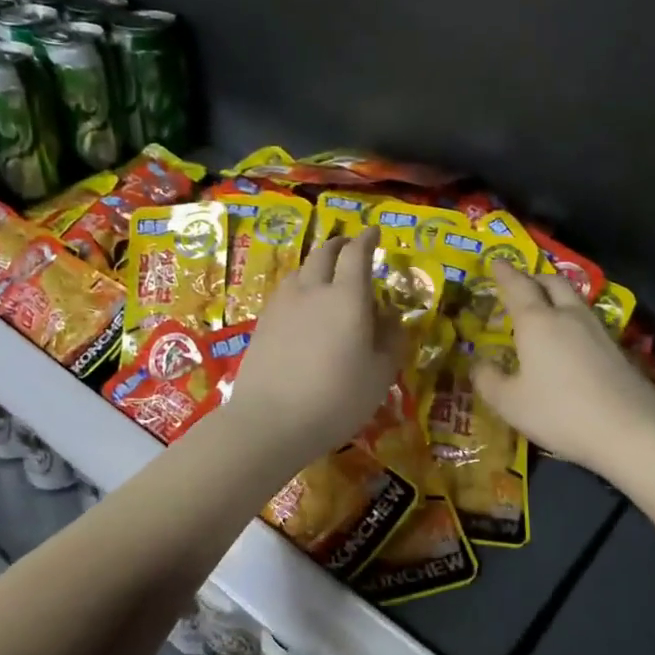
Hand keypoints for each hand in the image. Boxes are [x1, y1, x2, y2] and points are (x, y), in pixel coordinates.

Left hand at [227, 229, 406, 466]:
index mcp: (347, 297)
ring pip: (300, 271)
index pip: (357, 254)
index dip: (367, 240)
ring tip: (325, 277)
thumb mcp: (379, 375)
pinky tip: (302, 306)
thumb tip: (392, 318)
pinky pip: (285, 292)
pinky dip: (299, 288)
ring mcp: (282, 305)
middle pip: (324, 254)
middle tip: (349, 247)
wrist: (270, 421)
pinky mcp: (263, 323)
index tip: (374, 233)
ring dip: (316, 265)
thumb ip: (390, 340)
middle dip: (339, 245)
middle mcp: (312, 290)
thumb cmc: (336, 399)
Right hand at [472, 261, 654, 477]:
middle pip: (551, 283)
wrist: (631, 429)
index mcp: (537, 322)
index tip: (496, 262)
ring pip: (573, 299)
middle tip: (520, 285)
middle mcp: (567, 316)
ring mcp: (597, 330)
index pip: (517, 286)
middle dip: (533, 278)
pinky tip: (569, 339)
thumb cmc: (560, 411)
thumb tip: (479, 364)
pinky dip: (571, 319)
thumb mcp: (510, 403)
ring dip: (555, 296)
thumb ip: (489, 380)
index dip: (504, 273)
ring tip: (543, 310)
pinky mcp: (617, 349)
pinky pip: (587, 320)